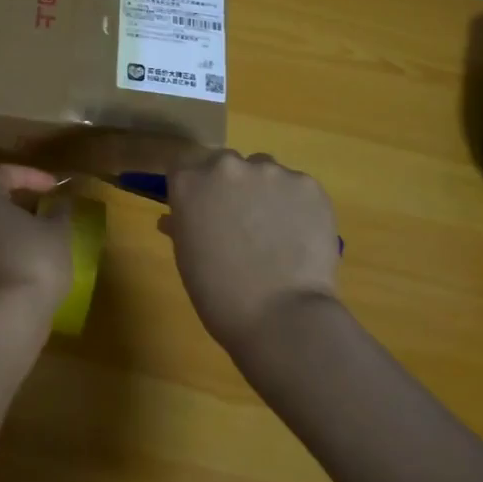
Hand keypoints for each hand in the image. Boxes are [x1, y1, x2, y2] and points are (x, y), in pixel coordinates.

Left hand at [0, 166, 73, 315]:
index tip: (55, 187)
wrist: (9, 316)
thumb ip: (59, 211)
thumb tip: (60, 203)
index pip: (4, 174)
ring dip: (20, 230)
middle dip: (25, 204)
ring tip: (47, 239)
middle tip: (50, 212)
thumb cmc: (35, 260)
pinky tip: (37, 264)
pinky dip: (14, 251)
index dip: (31, 175)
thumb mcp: (58, 231)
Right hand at [162, 151, 341, 352]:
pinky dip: (296, 205)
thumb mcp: (188, 258)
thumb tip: (175, 220)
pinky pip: (297, 187)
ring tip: (275, 230)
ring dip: (264, 191)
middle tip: (240, 222)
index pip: (182, 165)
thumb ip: (182, 226)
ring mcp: (270, 172)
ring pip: (264, 172)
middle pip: (225, 164)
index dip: (192, 185)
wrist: (281, 317)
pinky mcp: (307, 185)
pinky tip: (300, 235)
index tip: (200, 206)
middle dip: (230, 187)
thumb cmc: (219, 294)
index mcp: (188, 181)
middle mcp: (226, 166)